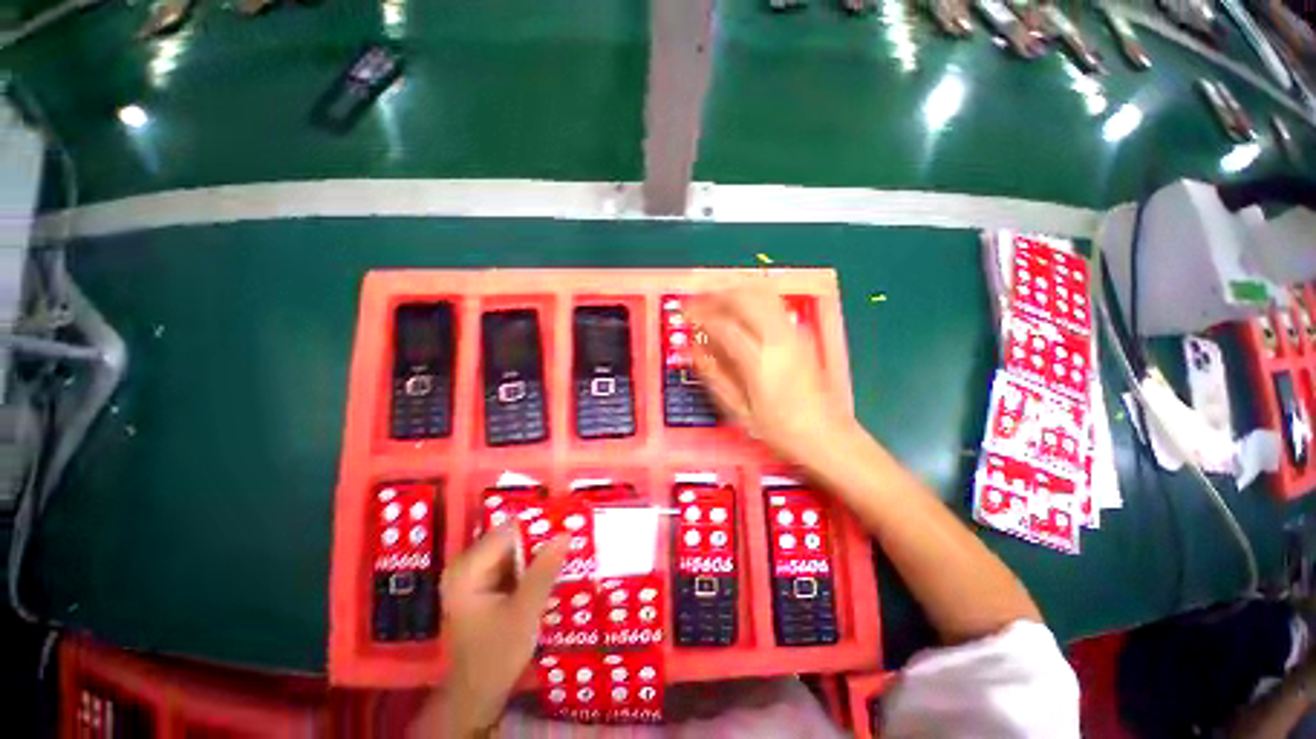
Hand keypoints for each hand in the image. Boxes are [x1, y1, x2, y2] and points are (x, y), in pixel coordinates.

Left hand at [440, 527, 567, 736]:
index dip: (539, 525)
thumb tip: (564, 534)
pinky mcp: (483, 585)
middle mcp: (466, 566)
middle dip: (541, 538)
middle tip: (572, 535)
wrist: (478, 696)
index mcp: (467, 570)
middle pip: (509, 538)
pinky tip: (552, 567)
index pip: (508, 531)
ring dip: (538, 551)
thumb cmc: (496, 657)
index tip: (568, 522)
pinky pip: (511, 563)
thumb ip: (543, 572)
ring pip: (513, 550)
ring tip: (567, 549)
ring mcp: (473, 575)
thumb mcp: (524, 613)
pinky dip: (531, 565)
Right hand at [687, 287, 850, 462]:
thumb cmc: (780, 429)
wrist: (828, 435)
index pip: (724, 325)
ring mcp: (793, 332)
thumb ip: (715, 376)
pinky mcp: (802, 333)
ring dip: (734, 292)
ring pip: (761, 293)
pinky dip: (751, 298)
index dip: (701, 316)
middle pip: (743, 298)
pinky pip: (773, 302)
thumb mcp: (740, 410)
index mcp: (759, 360)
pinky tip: (739, 309)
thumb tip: (694, 350)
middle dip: (715, 295)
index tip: (685, 316)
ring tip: (714, 301)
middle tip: (697, 303)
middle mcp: (778, 338)